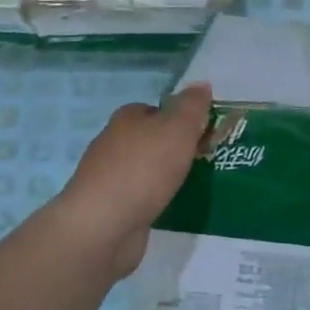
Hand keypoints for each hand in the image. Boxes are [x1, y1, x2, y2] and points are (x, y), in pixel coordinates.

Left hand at [54, 83, 212, 279]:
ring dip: (167, 175)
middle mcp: (114, 144)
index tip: (204, 133)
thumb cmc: (143, 169)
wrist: (104, 226)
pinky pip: (142, 197)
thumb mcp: (177, 128)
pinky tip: (172, 207)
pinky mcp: (112, 209)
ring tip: (196, 184)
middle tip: (206, 158)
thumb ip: (192, 106)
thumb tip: (202, 84)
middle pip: (151, 139)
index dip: (181, 118)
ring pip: (146, 169)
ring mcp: (110, 178)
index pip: (156, 109)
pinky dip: (156, 200)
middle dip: (175, 148)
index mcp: (126, 118)